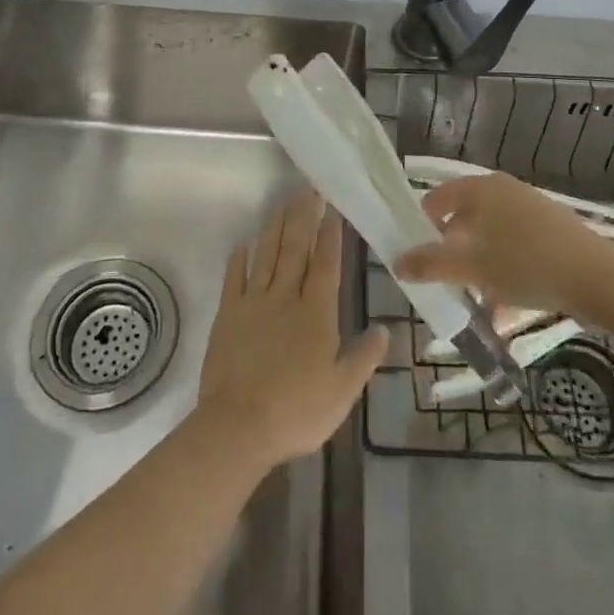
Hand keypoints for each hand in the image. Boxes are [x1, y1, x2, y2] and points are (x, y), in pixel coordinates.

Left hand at [196, 193, 387, 469]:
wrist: (238, 426)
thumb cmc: (296, 411)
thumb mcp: (342, 391)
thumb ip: (363, 357)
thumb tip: (385, 329)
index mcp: (316, 312)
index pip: (326, 263)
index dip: (330, 234)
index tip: (333, 208)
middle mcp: (286, 297)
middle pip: (296, 248)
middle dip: (304, 216)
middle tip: (309, 189)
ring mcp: (254, 302)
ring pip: (267, 254)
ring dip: (275, 227)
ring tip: (283, 202)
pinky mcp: (228, 313)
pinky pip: (234, 277)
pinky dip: (240, 258)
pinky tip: (244, 242)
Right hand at [397, 171, 613, 316]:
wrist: (598, 278)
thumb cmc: (526, 263)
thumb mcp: (472, 267)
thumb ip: (431, 264)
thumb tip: (397, 262)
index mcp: (482, 188)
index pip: (440, 196)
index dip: (422, 222)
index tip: (413, 252)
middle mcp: (505, 191)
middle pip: (466, 218)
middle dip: (451, 252)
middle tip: (440, 280)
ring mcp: (531, 211)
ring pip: (491, 238)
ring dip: (477, 268)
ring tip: (470, 302)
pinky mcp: (552, 234)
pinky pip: (515, 250)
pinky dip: (503, 274)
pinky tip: (502, 310)